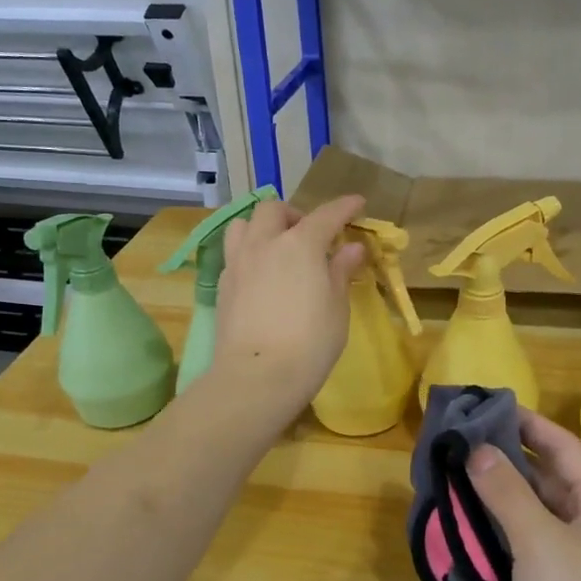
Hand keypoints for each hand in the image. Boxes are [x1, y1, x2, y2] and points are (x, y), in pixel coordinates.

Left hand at [212, 194, 366, 414]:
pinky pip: (234, 252)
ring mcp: (238, 262)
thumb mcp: (337, 307)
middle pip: (274, 210)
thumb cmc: (310, 343)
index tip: (357, 204)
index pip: (326, 215)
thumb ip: (341, 271)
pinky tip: (261, 273)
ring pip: (243, 224)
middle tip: (311, 235)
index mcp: (300, 244)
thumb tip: (352, 248)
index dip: (344, 207)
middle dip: (295, 214)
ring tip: (277, 247)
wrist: (258, 376)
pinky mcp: (222, 284)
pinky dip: (250, 251)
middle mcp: (265, 243)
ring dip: (263, 226)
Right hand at [468, 411, 580, 580]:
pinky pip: (524, 539)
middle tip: (457, 439)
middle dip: (504, 457)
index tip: (484, 405)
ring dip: (497, 492)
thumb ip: (507, 492)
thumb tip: (476, 449)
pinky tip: (464, 518)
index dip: (525, 423)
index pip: (561, 446)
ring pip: (531, 508)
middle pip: (545, 474)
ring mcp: (574, 553)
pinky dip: (497, 526)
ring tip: (452, 471)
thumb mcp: (540, 543)